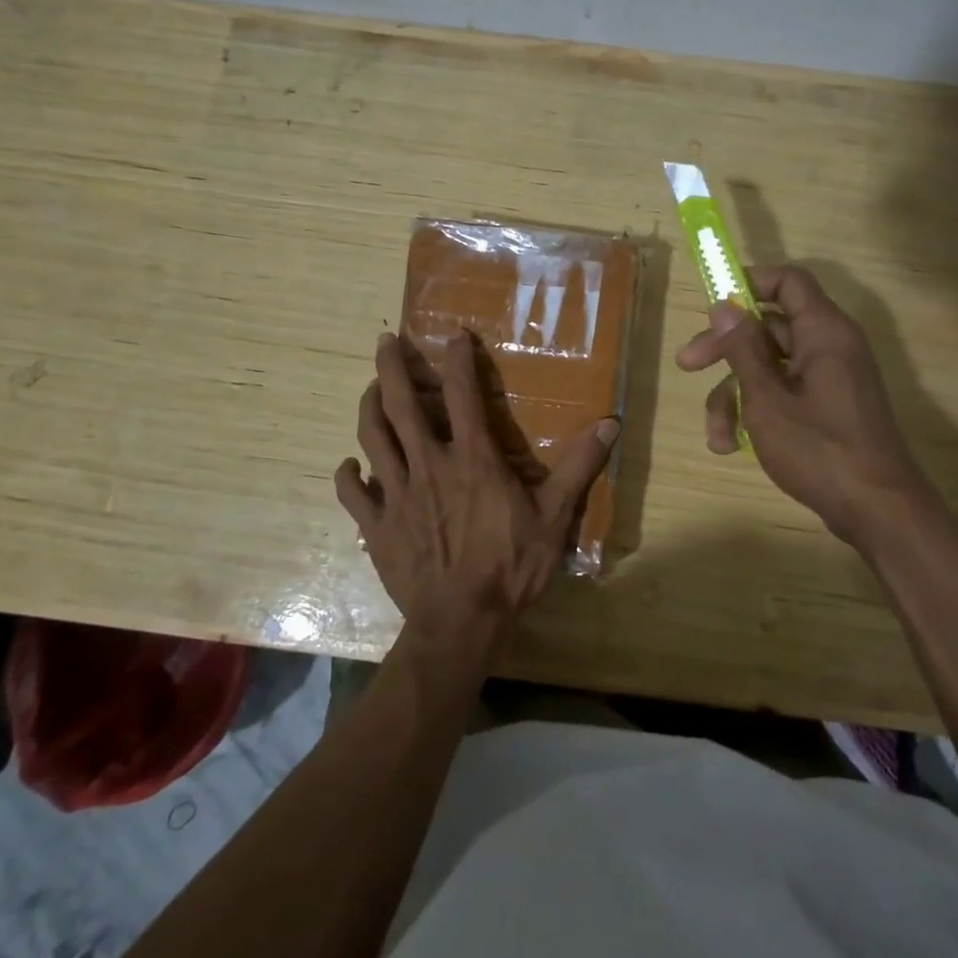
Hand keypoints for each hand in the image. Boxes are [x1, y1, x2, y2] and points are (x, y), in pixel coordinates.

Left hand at [335, 330, 619, 646]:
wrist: (461, 623)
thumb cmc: (510, 567)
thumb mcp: (554, 516)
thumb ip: (579, 467)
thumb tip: (610, 424)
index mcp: (472, 458)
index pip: (463, 395)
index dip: (457, 360)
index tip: (452, 335)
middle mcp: (428, 464)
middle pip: (401, 405)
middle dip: (390, 367)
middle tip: (385, 341)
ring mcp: (397, 494)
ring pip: (372, 438)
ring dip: (368, 407)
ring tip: (370, 389)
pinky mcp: (377, 526)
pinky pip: (353, 493)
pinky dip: (347, 474)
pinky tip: (349, 465)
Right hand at [676, 265, 928, 545]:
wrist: (877, 511)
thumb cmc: (819, 448)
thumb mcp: (767, 398)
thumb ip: (743, 349)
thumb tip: (725, 305)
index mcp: (823, 332)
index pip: (788, 282)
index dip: (749, 282)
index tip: (712, 302)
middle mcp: (829, 347)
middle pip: (769, 328)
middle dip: (725, 349)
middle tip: (687, 365)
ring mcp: (830, 379)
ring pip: (770, 367)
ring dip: (735, 394)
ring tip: (716, 436)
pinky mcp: (827, 408)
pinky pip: (785, 392)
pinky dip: (757, 412)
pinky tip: (733, 446)